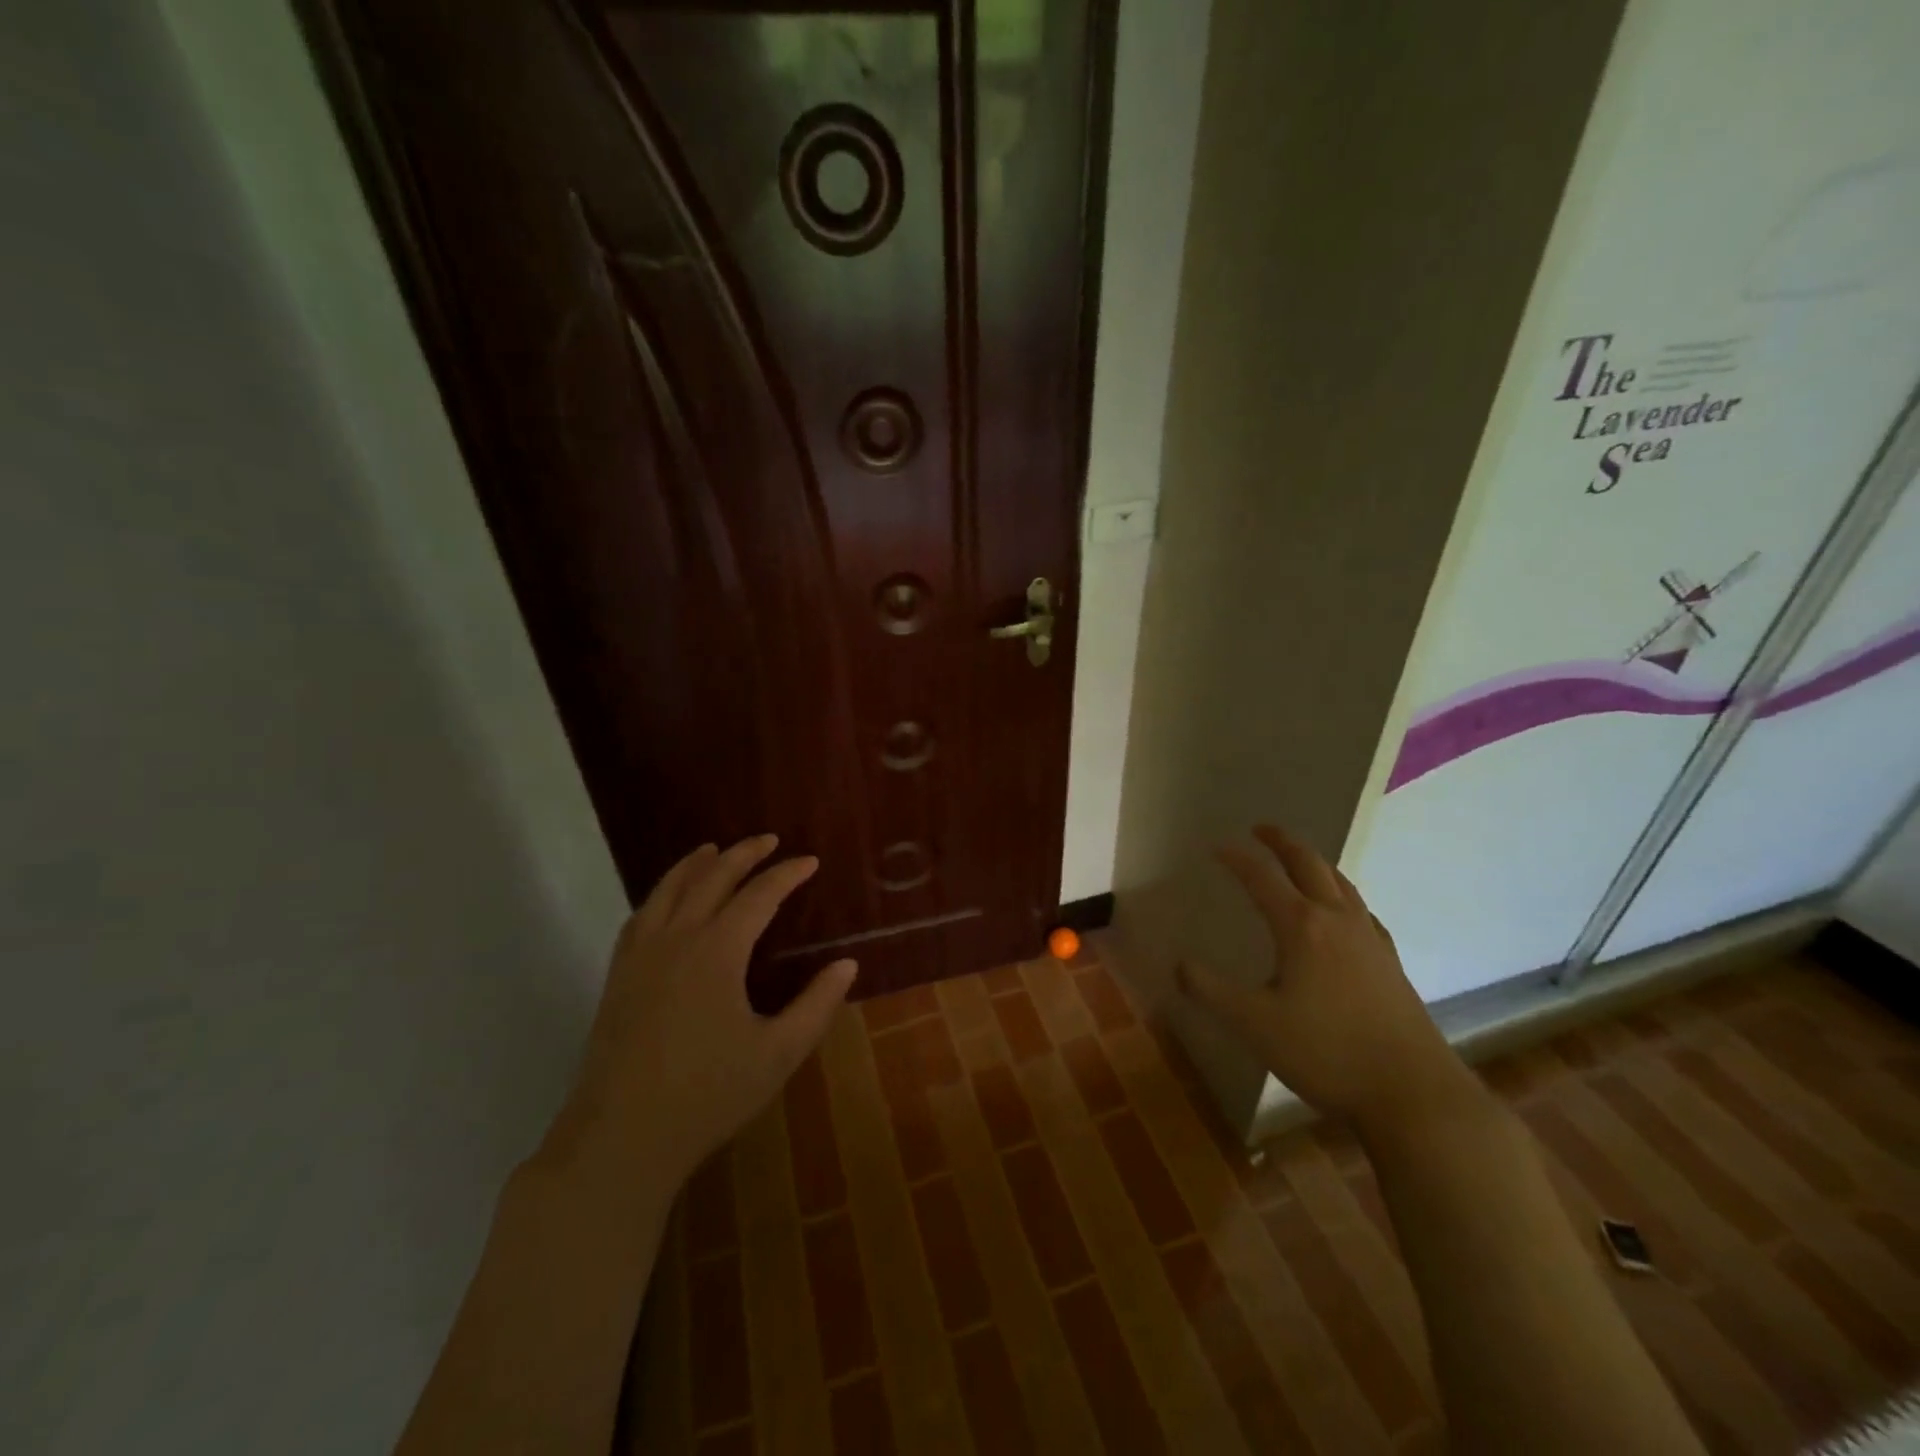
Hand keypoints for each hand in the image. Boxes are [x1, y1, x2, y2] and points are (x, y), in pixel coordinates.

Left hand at [550, 836, 856, 1185]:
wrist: (620, 1137)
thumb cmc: (708, 1094)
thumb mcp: (778, 1053)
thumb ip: (817, 1005)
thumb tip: (847, 964)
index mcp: (718, 951)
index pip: (759, 895)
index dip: (786, 874)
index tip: (810, 861)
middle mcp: (677, 939)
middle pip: (711, 879)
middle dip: (743, 854)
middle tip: (768, 840)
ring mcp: (641, 956)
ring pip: (668, 890)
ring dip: (695, 865)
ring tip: (712, 849)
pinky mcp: (619, 976)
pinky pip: (640, 916)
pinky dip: (660, 894)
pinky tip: (666, 900)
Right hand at [1178, 825, 1470, 1130]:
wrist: (1413, 1095)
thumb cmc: (1326, 1053)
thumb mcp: (1254, 1025)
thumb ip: (1211, 991)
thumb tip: (1178, 965)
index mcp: (1301, 927)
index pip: (1262, 878)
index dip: (1237, 859)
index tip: (1216, 847)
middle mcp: (1337, 921)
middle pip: (1310, 864)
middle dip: (1282, 842)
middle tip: (1261, 830)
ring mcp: (1370, 940)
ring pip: (1342, 883)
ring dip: (1315, 862)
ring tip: (1300, 859)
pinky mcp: (1390, 963)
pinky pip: (1363, 911)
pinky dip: (1343, 895)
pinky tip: (1343, 914)